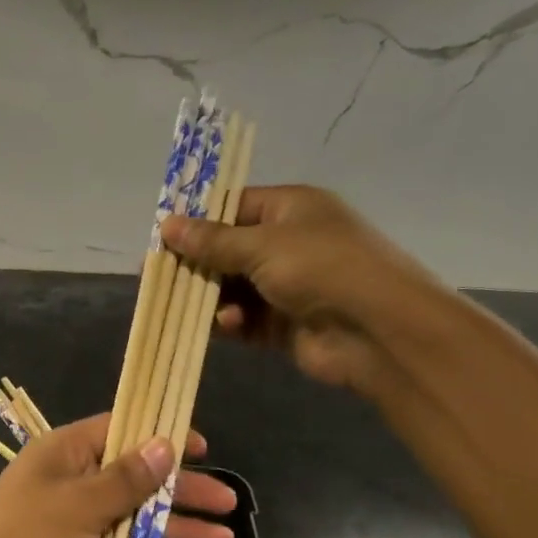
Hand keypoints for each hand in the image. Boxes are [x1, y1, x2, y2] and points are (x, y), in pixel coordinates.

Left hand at [0, 414, 237, 537]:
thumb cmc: (24, 536)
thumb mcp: (79, 502)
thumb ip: (126, 478)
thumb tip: (166, 444)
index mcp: (68, 453)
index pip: (122, 431)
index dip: (162, 435)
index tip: (202, 446)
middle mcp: (78, 485)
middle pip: (140, 481)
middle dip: (183, 491)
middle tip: (229, 502)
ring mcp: (83, 527)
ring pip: (141, 523)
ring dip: (180, 531)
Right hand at [162, 185, 454, 395]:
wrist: (378, 331)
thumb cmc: (322, 268)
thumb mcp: (262, 245)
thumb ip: (212, 240)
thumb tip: (166, 225)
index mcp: (290, 209)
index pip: (233, 206)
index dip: (197, 220)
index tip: (162, 236)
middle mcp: (288, 244)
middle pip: (227, 250)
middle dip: (196, 264)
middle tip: (159, 277)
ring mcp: (286, 286)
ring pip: (231, 288)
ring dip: (212, 297)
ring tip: (191, 306)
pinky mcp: (283, 324)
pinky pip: (244, 319)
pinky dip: (230, 322)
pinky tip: (228, 326)